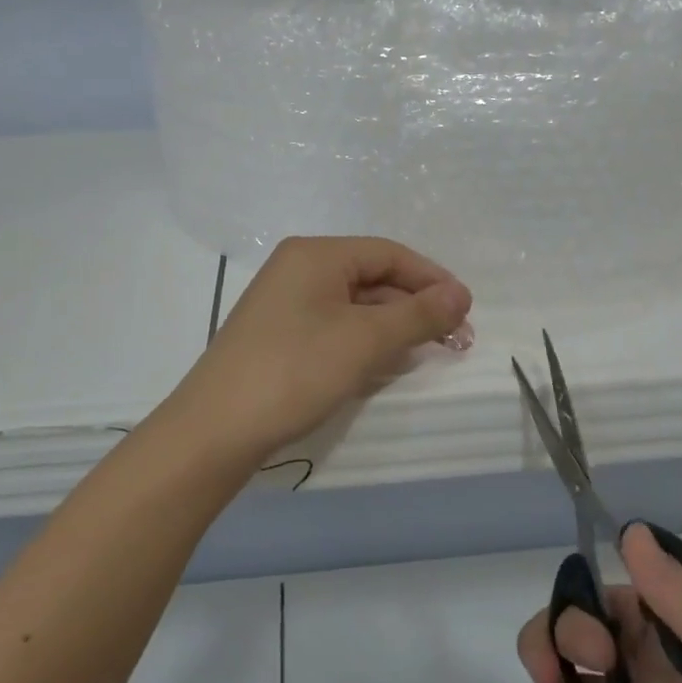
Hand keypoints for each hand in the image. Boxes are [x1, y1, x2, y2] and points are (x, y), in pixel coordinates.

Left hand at [166, 237, 472, 470]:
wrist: (215, 429)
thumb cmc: (295, 370)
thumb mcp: (365, 340)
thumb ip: (418, 314)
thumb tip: (461, 294)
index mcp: (316, 254)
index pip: (389, 253)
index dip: (432, 279)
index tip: (466, 310)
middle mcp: (298, 269)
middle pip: (372, 277)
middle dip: (415, 306)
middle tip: (454, 340)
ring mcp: (284, 303)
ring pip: (354, 305)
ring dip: (393, 326)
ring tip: (427, 353)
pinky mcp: (278, 335)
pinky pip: (333, 326)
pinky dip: (364, 341)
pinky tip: (384, 364)